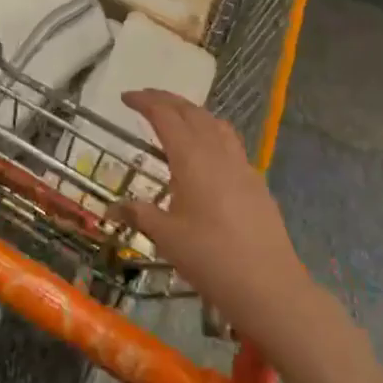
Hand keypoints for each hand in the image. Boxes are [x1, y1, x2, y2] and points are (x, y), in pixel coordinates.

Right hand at [115, 90, 313, 346]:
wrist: (269, 286)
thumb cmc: (210, 258)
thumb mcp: (166, 236)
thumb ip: (140, 214)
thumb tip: (113, 206)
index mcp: (192, 158)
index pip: (166, 116)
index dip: (145, 102)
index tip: (126, 97)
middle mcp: (217, 152)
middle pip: (192, 112)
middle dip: (167, 100)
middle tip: (145, 99)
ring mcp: (241, 165)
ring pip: (215, 123)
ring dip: (192, 112)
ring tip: (175, 117)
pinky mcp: (255, 181)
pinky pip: (230, 142)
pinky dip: (211, 132)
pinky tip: (206, 153)